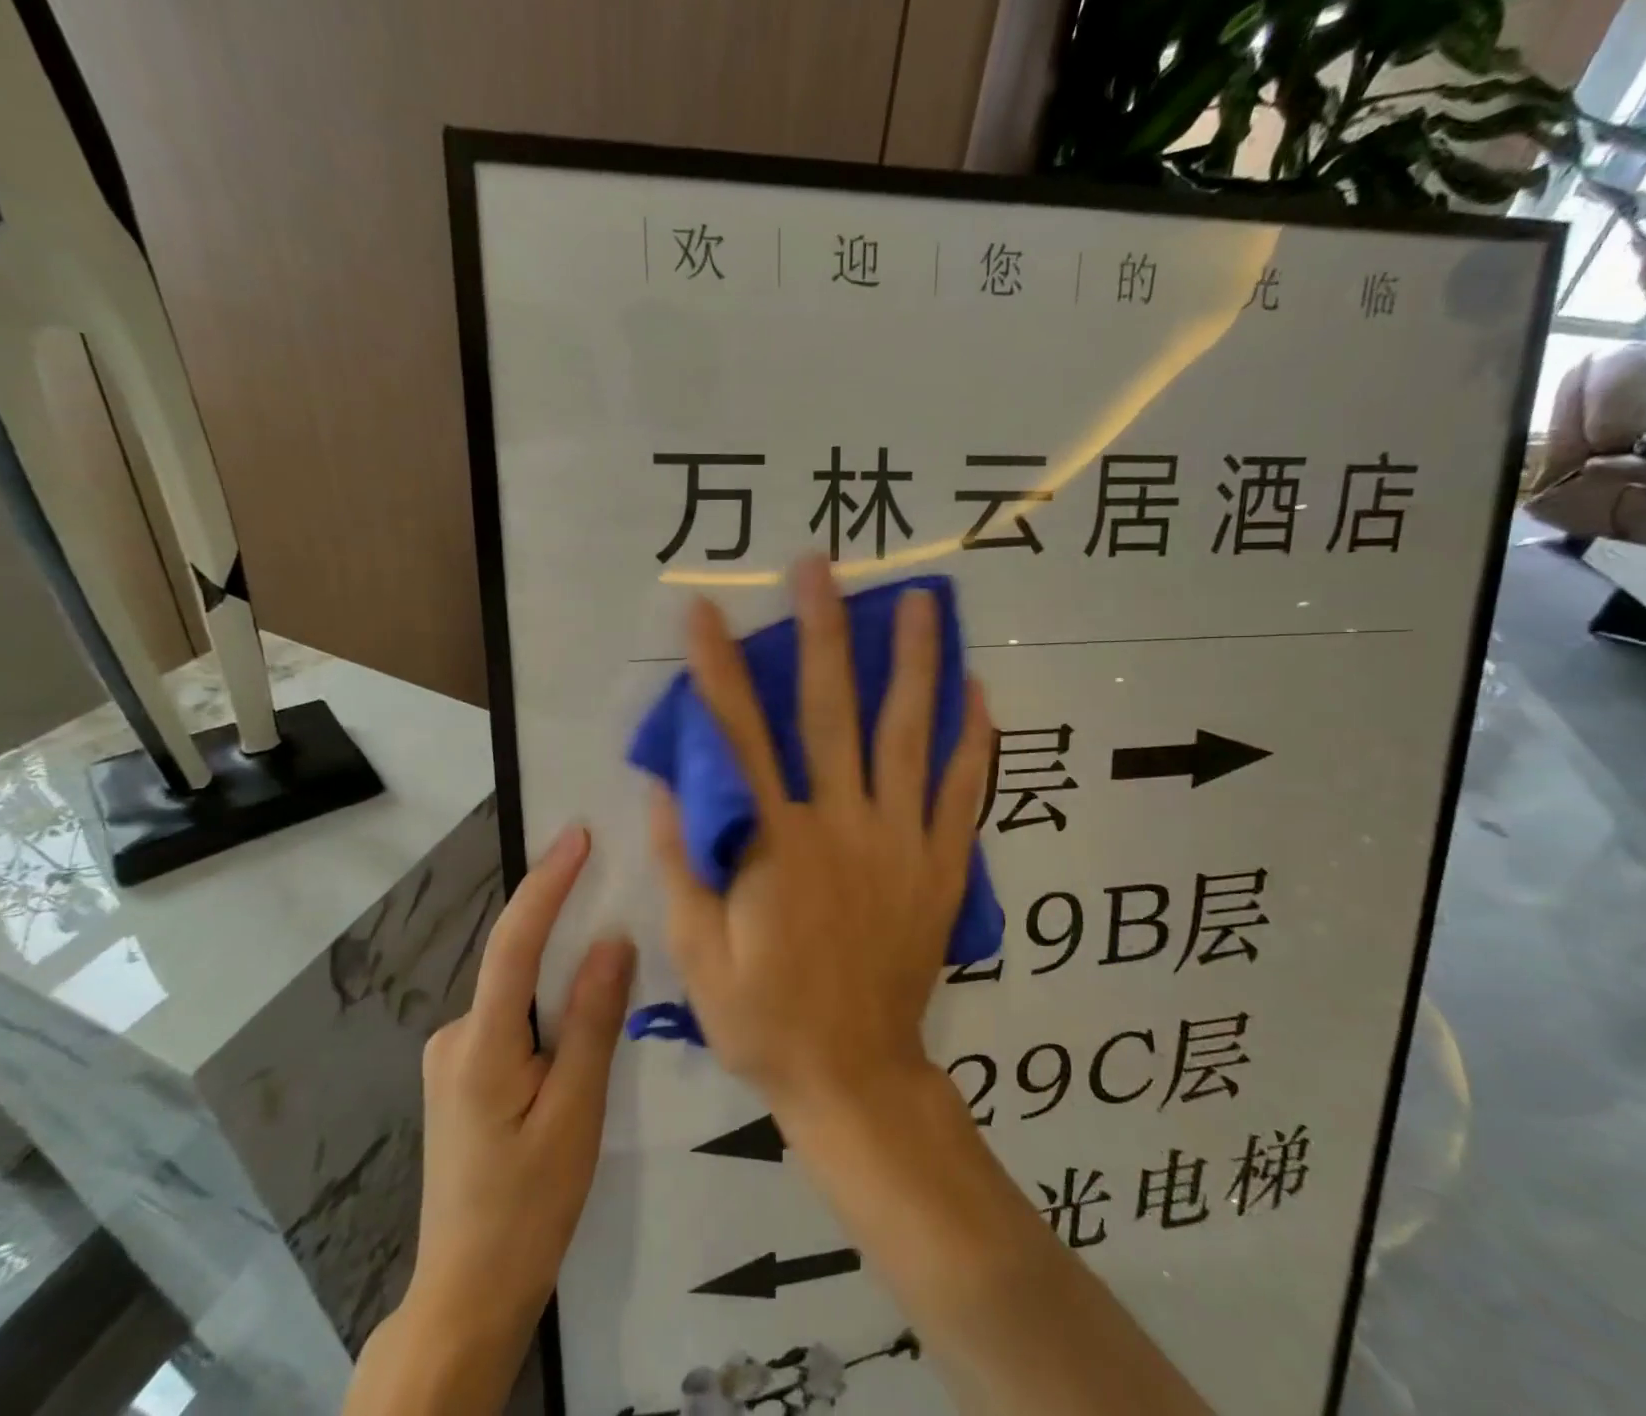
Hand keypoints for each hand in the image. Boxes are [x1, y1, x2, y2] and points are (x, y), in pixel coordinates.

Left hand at [404, 825, 633, 1352]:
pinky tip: (579, 1037)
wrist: (468, 1294)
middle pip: (518, 964)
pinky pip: (513, 1019)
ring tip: (614, 979)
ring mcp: (453, 1057)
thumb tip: (612, 940)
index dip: (547, 884)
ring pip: (519, 994)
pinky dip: (549, 1009)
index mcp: (481, 1046)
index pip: (514, 943)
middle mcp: (455, 1037)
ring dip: (562, 979)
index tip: (578, 836)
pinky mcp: (463, 1074)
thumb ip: (592, 1022)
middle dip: (565, 928)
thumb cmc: (529, 1207)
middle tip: (618, 899)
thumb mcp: (575, 1114)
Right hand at [649, 556, 991, 1113]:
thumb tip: (669, 786)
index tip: (705, 613)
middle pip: (830, 715)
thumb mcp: (698, 955)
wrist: (854, 1076)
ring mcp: (900, 842)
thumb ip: (684, 864)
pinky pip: (961, 793)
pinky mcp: (940, 866)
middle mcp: (841, 827)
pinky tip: (976, 691)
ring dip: (913, 664)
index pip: (738, 741)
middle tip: (823, 569)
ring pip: (908, 737)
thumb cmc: (764, 1018)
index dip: (717, 672)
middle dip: (823, 635)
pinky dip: (971, 740)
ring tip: (923, 603)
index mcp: (774, 846)